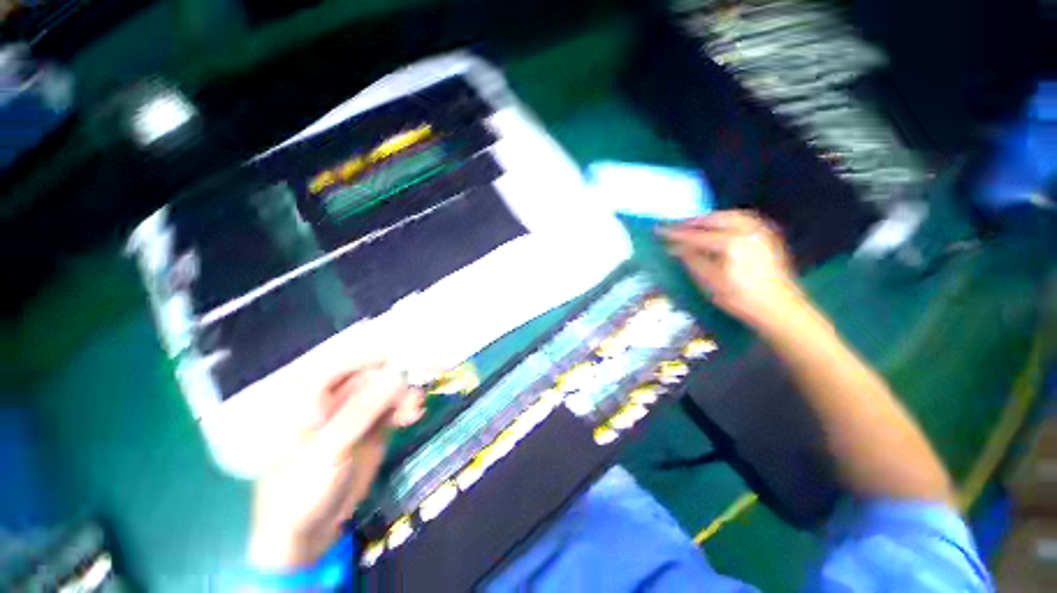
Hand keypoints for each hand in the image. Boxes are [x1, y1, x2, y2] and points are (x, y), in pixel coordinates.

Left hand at [248, 361, 423, 570]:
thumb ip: (362, 411)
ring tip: (414, 410)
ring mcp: (356, 415)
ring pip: (386, 392)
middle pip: (371, 376)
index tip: (398, 355)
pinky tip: (414, 415)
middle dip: (394, 381)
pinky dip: (406, 408)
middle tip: (410, 395)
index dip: (369, 356)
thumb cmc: (301, 489)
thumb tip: (395, 376)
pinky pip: (394, 409)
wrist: (305, 533)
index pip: (341, 364)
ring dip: (404, 396)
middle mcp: (336, 401)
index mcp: (311, 400)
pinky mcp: (373, 430)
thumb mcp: (329, 449)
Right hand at [662, 210, 805, 329]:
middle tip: (676, 226)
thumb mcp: (709, 282)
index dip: (675, 233)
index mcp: (730, 243)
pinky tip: (720, 227)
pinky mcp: (768, 235)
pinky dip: (727, 219)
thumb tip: (675, 247)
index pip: (695, 235)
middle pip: (713, 219)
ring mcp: (760, 231)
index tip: (659, 230)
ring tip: (695, 225)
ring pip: (729, 215)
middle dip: (692, 222)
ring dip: (709, 218)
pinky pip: (744, 218)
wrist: (778, 307)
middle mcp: (746, 230)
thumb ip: (691, 260)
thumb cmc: (740, 298)